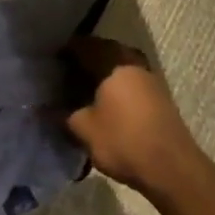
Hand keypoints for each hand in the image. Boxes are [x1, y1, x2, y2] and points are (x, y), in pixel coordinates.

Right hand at [64, 37, 208, 197]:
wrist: (172, 168)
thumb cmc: (123, 141)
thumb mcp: (84, 129)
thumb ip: (62, 114)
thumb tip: (43, 107)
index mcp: (113, 62)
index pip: (83, 45)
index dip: (64, 51)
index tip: (49, 62)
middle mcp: (132, 62)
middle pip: (103, 51)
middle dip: (83, 60)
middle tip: (64, 74)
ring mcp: (149, 77)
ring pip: (118, 65)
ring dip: (101, 72)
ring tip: (82, 88)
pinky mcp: (158, 95)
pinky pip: (129, 79)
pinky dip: (114, 84)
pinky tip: (103, 101)